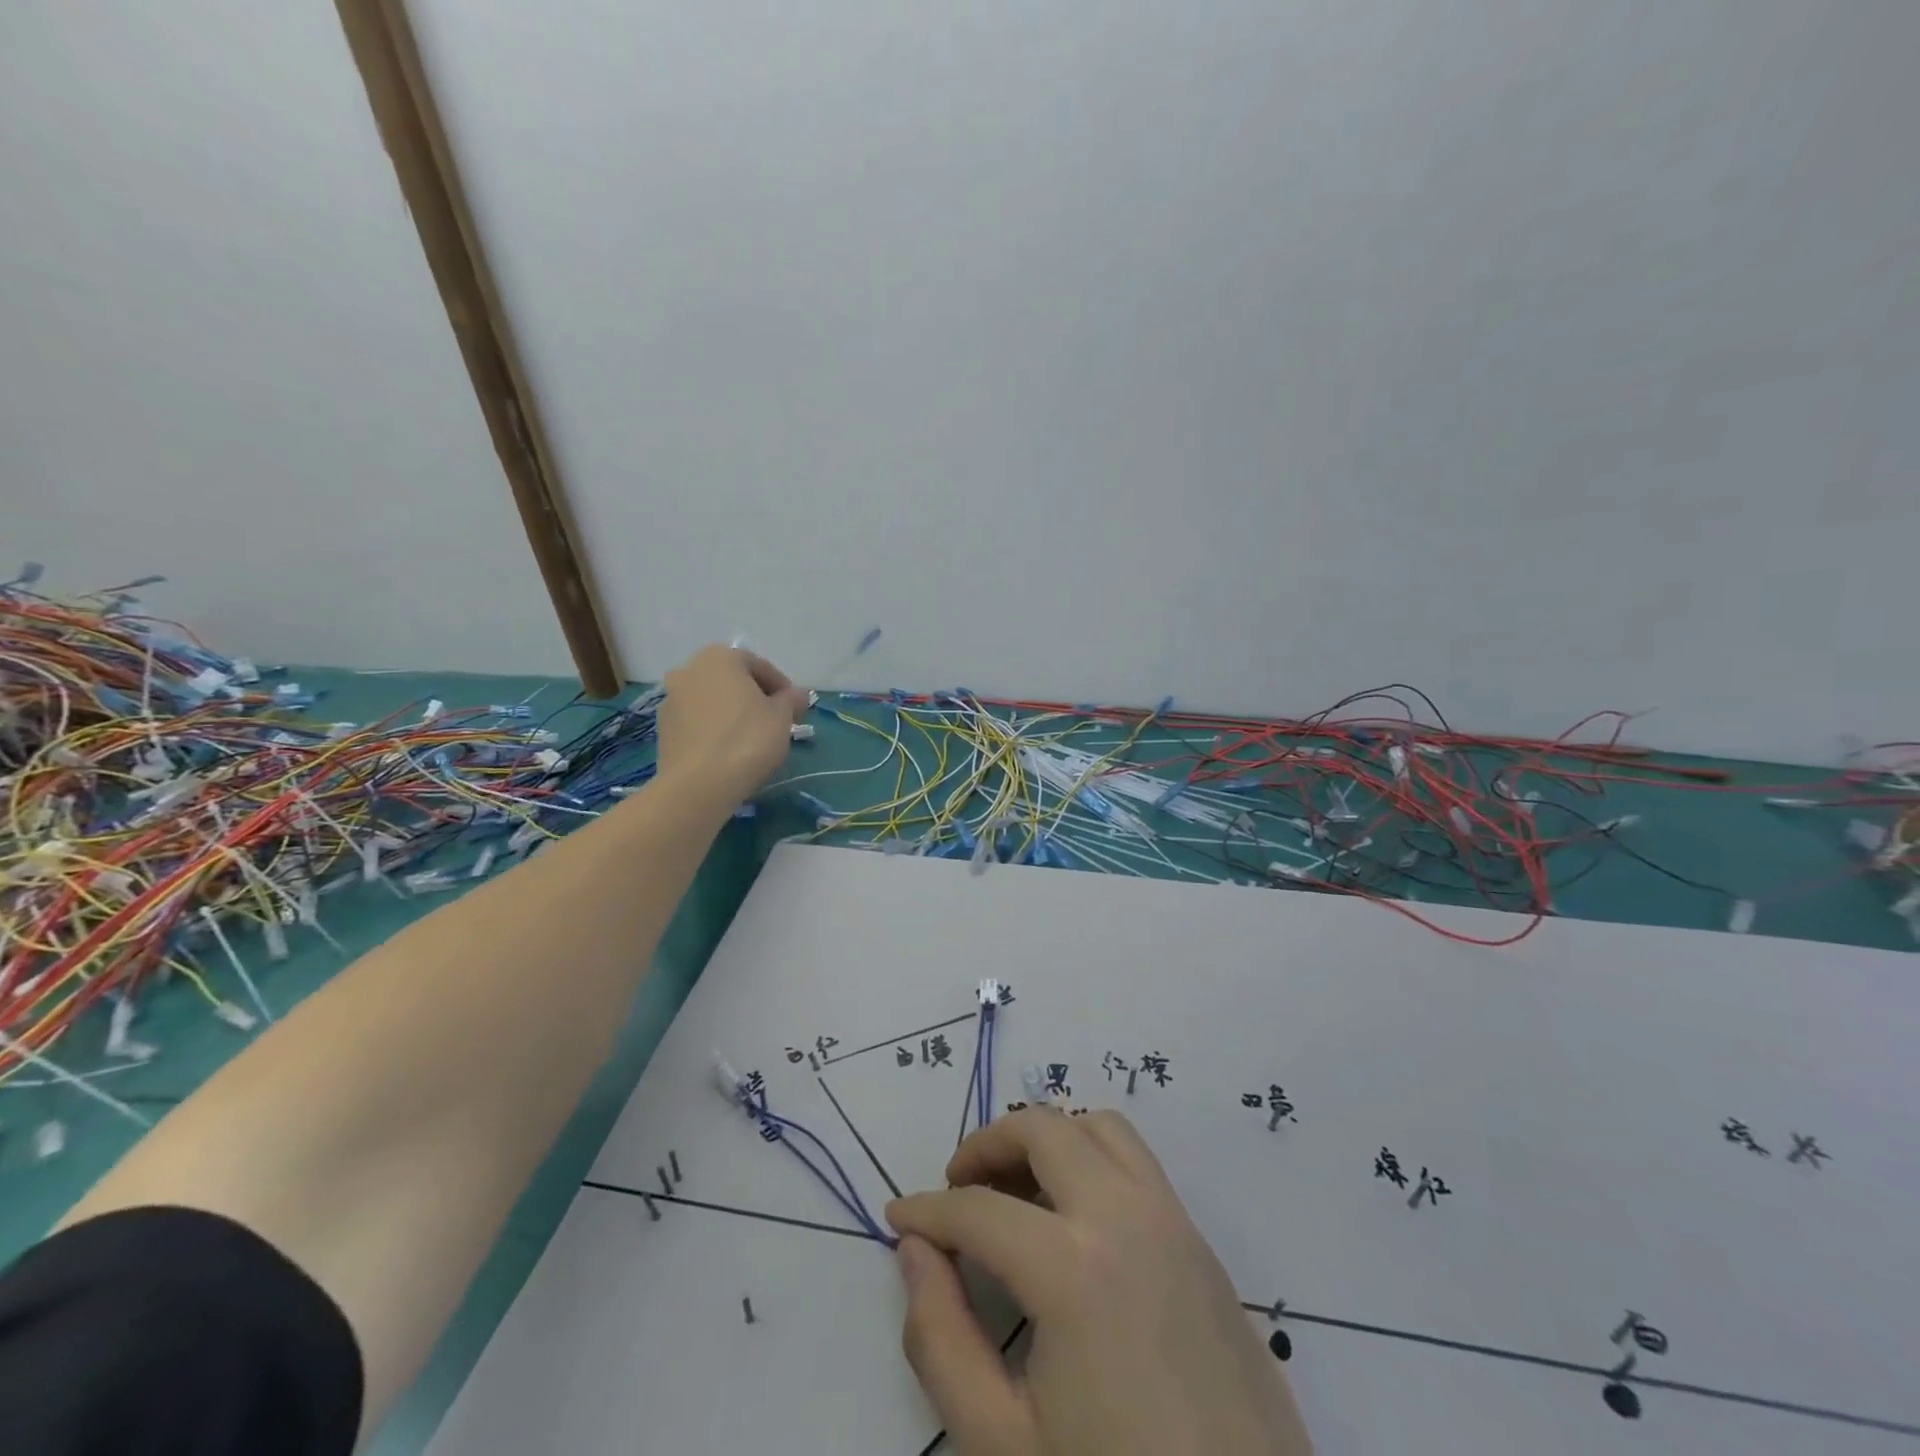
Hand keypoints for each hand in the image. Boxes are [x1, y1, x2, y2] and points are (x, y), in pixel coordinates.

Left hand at [656, 645, 807, 801]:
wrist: (699, 783)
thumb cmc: (747, 739)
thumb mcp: (782, 717)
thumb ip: (791, 700)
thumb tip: (799, 694)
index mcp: (719, 657)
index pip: (758, 665)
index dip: (781, 687)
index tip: (794, 708)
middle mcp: (689, 669)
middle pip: (731, 680)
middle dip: (753, 697)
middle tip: (773, 721)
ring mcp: (670, 699)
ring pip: (711, 701)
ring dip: (730, 712)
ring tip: (750, 738)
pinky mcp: (662, 729)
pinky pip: (696, 722)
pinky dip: (713, 729)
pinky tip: (727, 751)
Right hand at [887, 1107, 1310, 1455]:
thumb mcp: (1001, 1447)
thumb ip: (941, 1340)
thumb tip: (916, 1252)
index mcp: (1074, 1266)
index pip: (979, 1210)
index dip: (928, 1211)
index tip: (898, 1217)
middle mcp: (1126, 1216)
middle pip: (1045, 1128)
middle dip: (988, 1144)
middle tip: (958, 1186)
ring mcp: (1174, 1222)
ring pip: (1100, 1128)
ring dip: (1049, 1139)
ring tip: (1016, 1191)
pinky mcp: (1203, 1244)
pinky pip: (1138, 1165)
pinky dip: (1092, 1159)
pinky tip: (1074, 1222)